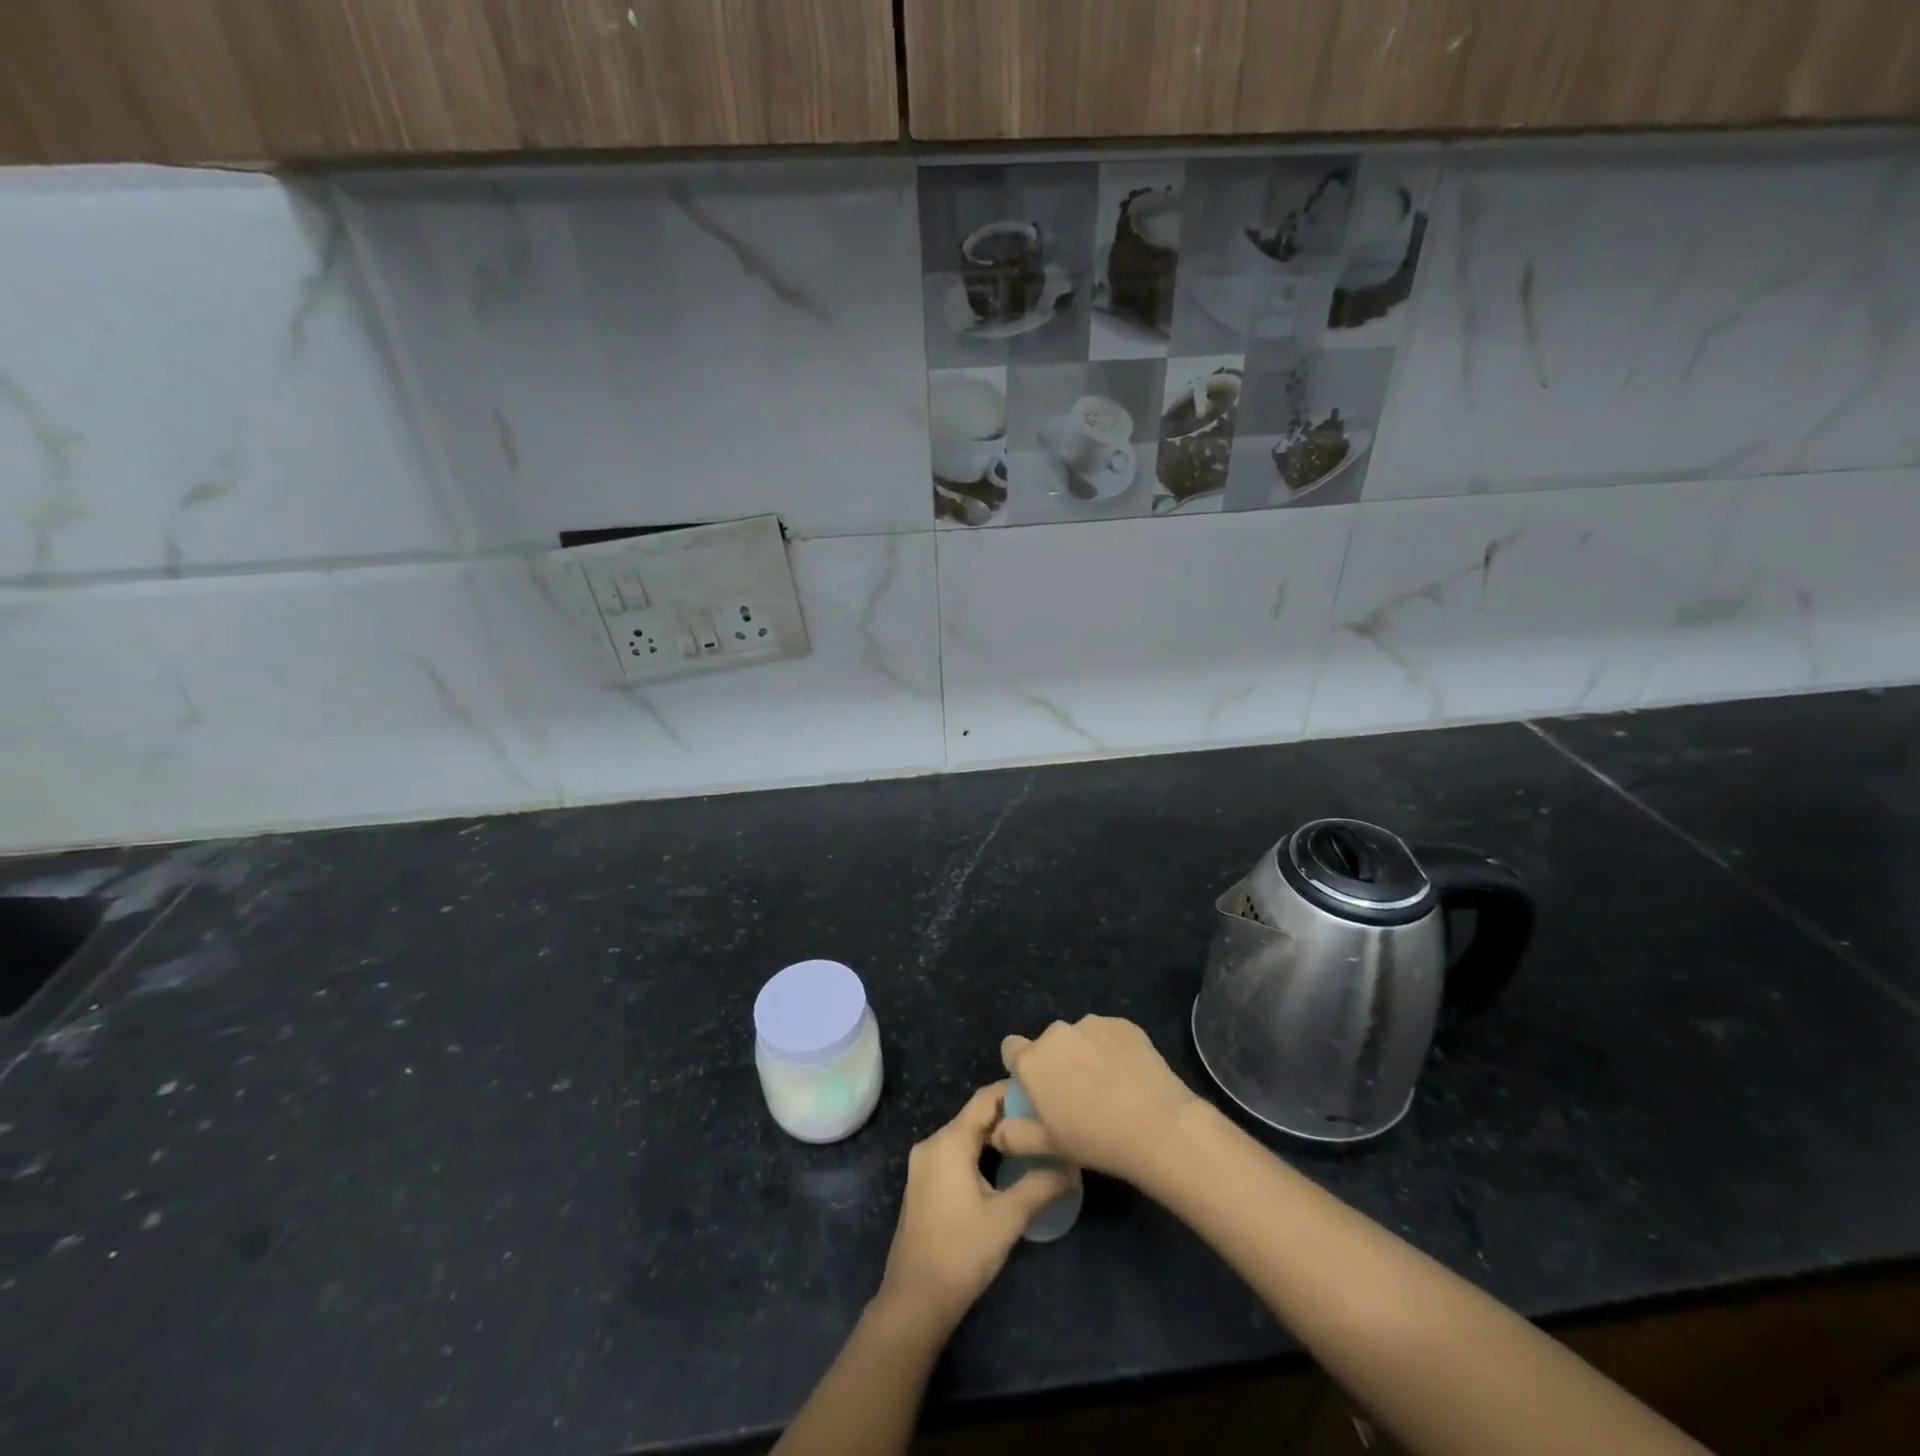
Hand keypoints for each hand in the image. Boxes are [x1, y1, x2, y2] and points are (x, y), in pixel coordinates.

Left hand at [877, 1083, 1077, 1331]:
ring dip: (996, 1135)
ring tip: (1032, 1140)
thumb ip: (1041, 1186)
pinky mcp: (925, 1184)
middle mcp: (932, 1144)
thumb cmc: (962, 1252)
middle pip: (975, 1116)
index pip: (985, 1099)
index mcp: (948, 1141)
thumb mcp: (1008, 1218)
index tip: (1044, 1093)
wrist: (915, 1301)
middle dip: (1009, 1115)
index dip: (1014, 1092)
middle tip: (1045, 1119)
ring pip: (966, 1136)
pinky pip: (956, 1153)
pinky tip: (1006, 1166)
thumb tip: (1073, 1167)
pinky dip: (981, 1152)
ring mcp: (925, 1165)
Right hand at [997, 1015, 1201, 1184]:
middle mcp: (1056, 1033)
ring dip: (1085, 1053)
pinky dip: (1112, 1049)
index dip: (1022, 1068)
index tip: (1039, 1090)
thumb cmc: (1095, 1141)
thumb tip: (998, 1130)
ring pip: (1079, 1037)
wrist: (1158, 1126)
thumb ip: (1014, 1136)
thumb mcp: (1048, 1147)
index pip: (1011, 1048)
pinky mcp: (1123, 1023)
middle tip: (1078, 1095)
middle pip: (1048, 1043)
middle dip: (1057, 1062)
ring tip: (1109, 1086)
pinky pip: (1108, 1034)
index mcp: (1032, 1061)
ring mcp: (1091, 1024)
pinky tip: (1129, 1075)